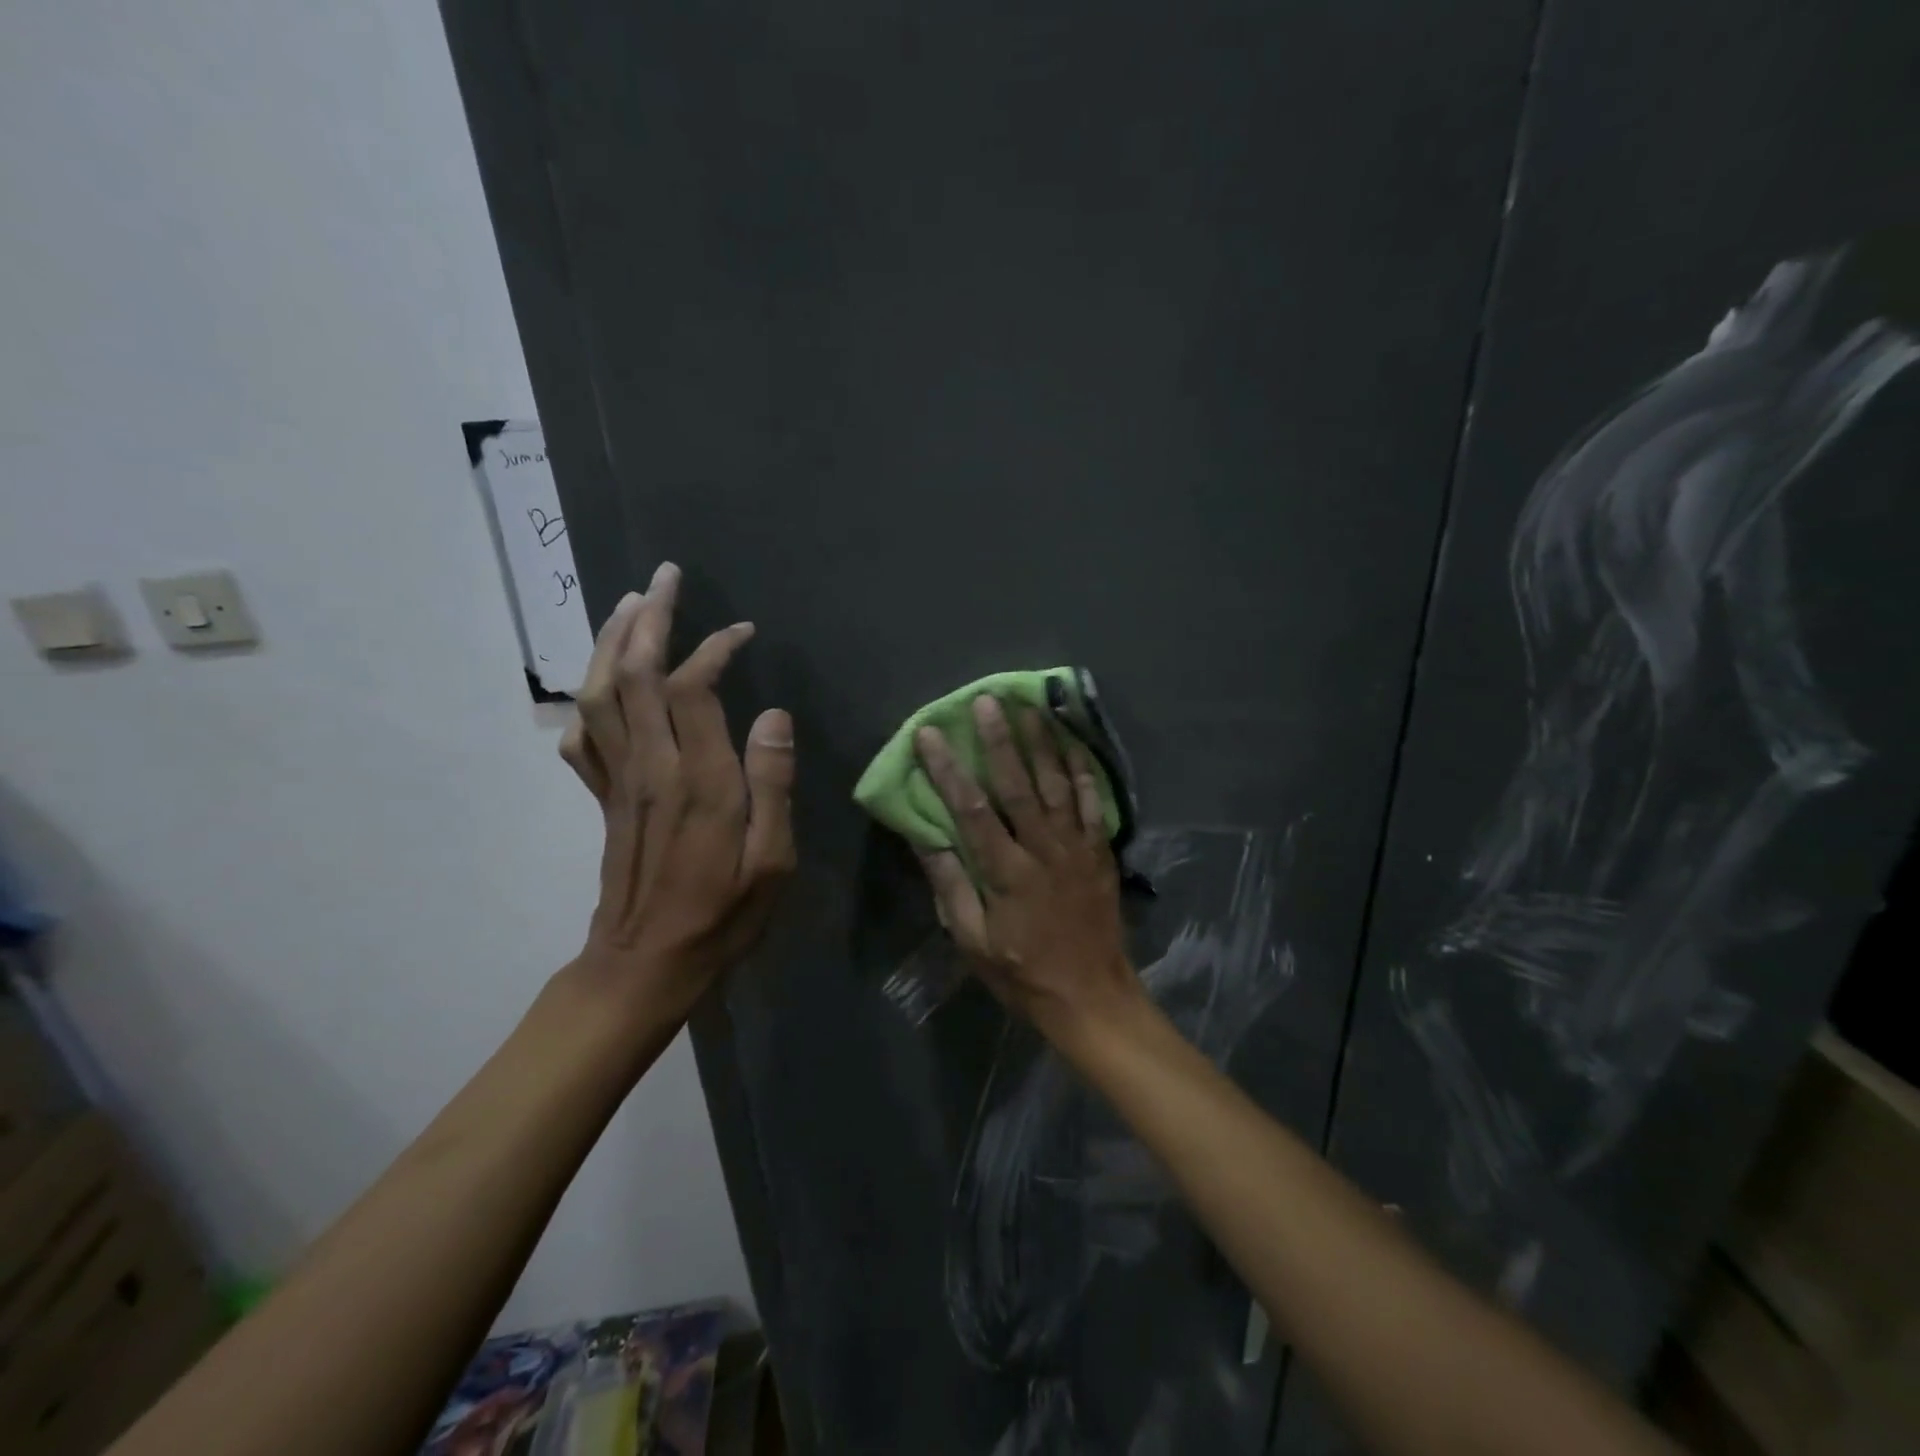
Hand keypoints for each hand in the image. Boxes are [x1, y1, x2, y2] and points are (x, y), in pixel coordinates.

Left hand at [558, 562, 795, 1016]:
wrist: (645, 966)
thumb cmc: (723, 917)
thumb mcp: (773, 861)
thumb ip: (773, 785)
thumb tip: (775, 716)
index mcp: (698, 781)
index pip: (692, 688)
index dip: (713, 649)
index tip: (741, 631)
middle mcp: (650, 768)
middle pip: (632, 674)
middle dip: (648, 619)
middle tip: (665, 577)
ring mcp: (618, 781)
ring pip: (599, 694)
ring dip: (609, 642)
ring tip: (629, 605)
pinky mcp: (603, 798)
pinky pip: (583, 736)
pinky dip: (587, 699)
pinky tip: (600, 685)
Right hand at [913, 695, 1138, 1033]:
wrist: (1091, 996)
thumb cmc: (1022, 972)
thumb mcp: (972, 942)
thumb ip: (950, 887)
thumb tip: (926, 837)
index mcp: (1006, 873)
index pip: (971, 810)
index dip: (948, 770)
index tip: (930, 736)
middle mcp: (1043, 850)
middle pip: (1018, 785)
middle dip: (999, 740)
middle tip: (986, 700)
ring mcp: (1077, 848)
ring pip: (1058, 784)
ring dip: (1042, 743)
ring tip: (1029, 707)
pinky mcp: (1100, 852)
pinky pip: (1092, 802)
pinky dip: (1083, 770)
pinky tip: (1073, 742)